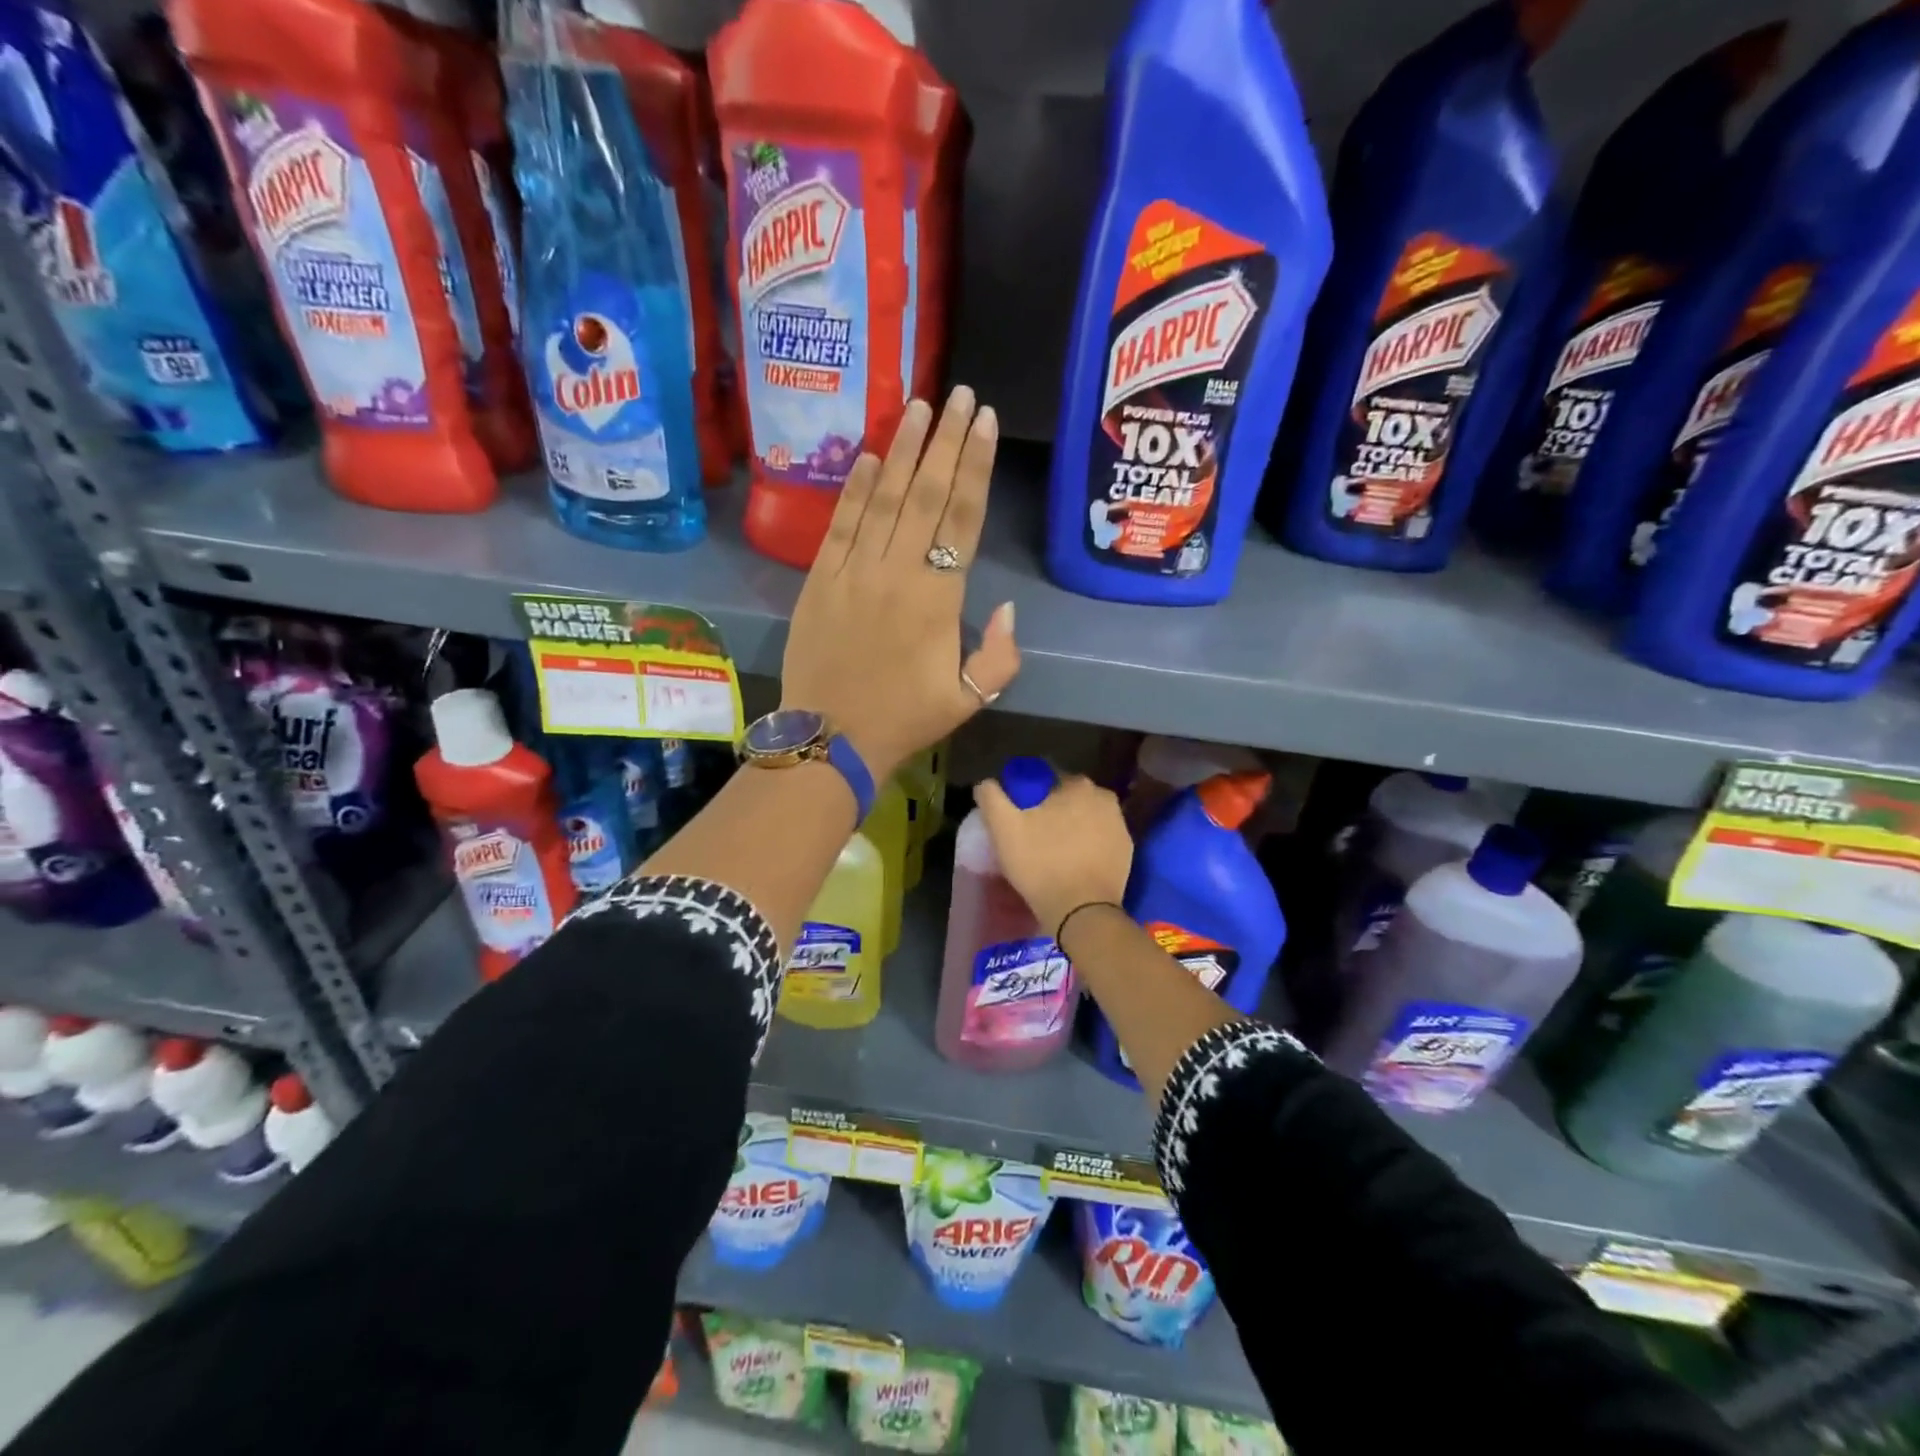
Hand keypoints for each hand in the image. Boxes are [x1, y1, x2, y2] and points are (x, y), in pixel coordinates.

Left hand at [781, 387, 1019, 779]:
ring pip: (884, 498)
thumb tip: (1008, 608)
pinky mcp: (820, 579)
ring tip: (919, 406)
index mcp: (937, 598)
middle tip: (960, 395)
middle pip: (927, 494)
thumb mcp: (969, 700)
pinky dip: (857, 488)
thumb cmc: (904, 719)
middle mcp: (897, 572)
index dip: (976, 465)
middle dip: (946, 440)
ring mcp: (853, 571)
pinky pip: (842, 524)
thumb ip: (1000, 656)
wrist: (830, 737)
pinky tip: (871, 456)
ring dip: (904, 449)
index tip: (985, 422)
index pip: (962, 517)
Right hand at [972, 774, 1132, 935]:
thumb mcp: (1003, 828)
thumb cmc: (1041, 864)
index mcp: (1077, 784)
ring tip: (1052, 851)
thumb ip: (991, 797)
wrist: (1081, 911)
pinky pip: (1100, 840)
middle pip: (1069, 798)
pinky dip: (1087, 846)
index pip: (1047, 779)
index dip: (1029, 795)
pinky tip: (1072, 863)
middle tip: (1033, 835)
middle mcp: (1104, 798)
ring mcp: (1120, 825)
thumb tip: (986, 783)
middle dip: (1052, 810)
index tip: (1019, 815)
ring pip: (1086, 818)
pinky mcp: (1126, 851)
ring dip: (1071, 827)